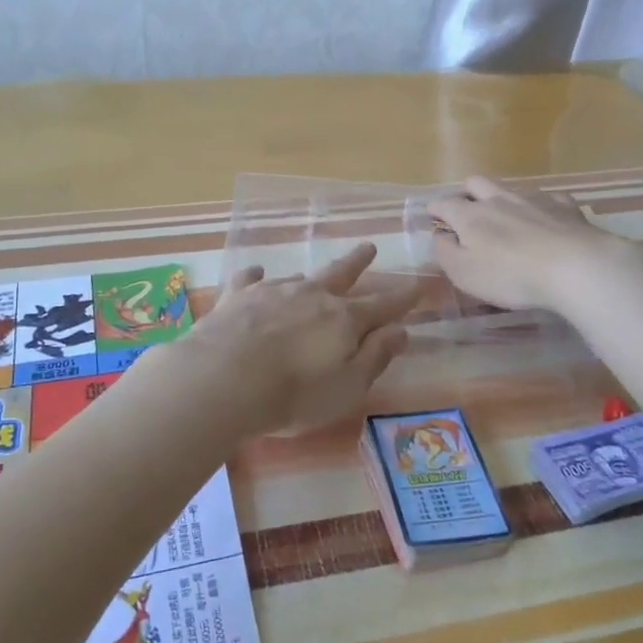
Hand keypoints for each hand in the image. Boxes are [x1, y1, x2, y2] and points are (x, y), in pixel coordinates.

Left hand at [173, 243, 420, 434]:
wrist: (223, 379)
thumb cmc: (293, 394)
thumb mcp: (347, 387)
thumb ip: (374, 357)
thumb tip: (401, 331)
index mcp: (344, 320)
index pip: (383, 305)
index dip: (403, 298)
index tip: (419, 285)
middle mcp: (312, 296)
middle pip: (341, 274)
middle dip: (358, 262)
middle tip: (369, 247)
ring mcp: (273, 291)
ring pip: (298, 278)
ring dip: (309, 278)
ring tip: (311, 278)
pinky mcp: (237, 296)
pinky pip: (250, 278)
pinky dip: (256, 276)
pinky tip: (256, 274)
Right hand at [427, 177, 633, 310]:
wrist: (575, 267)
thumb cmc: (511, 275)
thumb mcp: (465, 274)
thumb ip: (446, 253)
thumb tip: (440, 236)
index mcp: (470, 216)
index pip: (443, 204)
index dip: (435, 210)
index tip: (432, 216)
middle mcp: (498, 199)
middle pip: (476, 183)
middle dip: (467, 193)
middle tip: (468, 213)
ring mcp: (533, 199)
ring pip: (510, 188)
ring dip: (502, 198)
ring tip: (506, 217)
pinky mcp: (564, 206)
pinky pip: (547, 198)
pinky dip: (540, 207)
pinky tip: (546, 220)